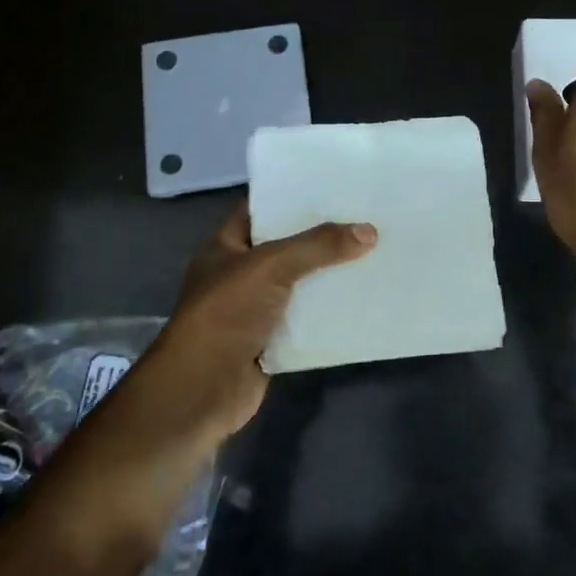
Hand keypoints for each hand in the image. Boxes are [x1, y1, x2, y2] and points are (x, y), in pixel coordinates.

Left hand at [129, 202, 376, 447]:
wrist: (202, 388)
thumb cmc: (226, 313)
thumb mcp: (271, 266)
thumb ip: (319, 246)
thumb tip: (370, 231)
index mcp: (226, 247)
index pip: (260, 210)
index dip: (291, 197)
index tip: (331, 186)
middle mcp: (239, 275)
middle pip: (286, 248)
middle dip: (321, 237)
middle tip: (364, 218)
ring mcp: (254, 310)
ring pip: (299, 285)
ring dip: (329, 276)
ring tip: (373, 253)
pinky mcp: (271, 341)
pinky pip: (307, 320)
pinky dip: (329, 314)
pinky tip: (363, 300)